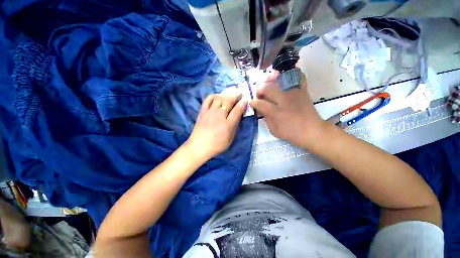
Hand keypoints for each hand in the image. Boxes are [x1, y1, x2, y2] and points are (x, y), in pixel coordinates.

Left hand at [186, 89, 247, 159]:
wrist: (200, 146)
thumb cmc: (217, 144)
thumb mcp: (230, 138)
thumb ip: (235, 126)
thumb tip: (239, 116)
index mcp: (228, 123)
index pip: (237, 110)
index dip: (242, 104)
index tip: (245, 100)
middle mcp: (220, 115)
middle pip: (228, 101)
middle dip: (235, 95)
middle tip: (239, 92)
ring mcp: (210, 111)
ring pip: (219, 98)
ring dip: (226, 93)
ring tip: (230, 91)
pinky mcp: (203, 111)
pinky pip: (208, 100)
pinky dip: (213, 96)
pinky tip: (217, 95)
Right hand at [249, 68, 327, 147]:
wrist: (312, 131)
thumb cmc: (291, 133)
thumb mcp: (274, 130)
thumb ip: (266, 118)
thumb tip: (260, 110)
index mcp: (275, 112)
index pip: (260, 103)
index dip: (253, 102)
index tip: (252, 102)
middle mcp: (283, 100)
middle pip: (268, 88)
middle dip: (260, 89)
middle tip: (259, 93)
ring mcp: (294, 93)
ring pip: (279, 80)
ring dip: (271, 79)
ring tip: (268, 81)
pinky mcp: (302, 91)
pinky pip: (298, 76)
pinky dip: (292, 73)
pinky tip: (285, 75)